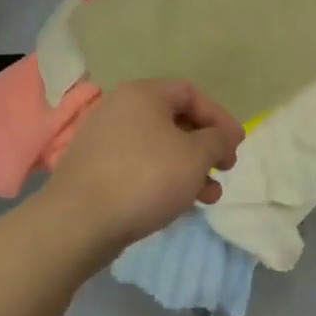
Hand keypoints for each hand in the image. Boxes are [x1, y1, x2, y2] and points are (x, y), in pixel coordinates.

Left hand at [43, 79, 244, 251]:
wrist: (78, 222)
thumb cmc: (145, 178)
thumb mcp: (195, 156)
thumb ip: (217, 140)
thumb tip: (222, 136)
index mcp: (143, 94)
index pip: (191, 93)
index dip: (220, 117)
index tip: (237, 145)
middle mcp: (120, 108)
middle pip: (174, 120)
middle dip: (205, 147)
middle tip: (224, 169)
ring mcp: (103, 139)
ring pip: (158, 147)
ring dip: (188, 168)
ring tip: (208, 197)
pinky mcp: (94, 169)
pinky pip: (138, 165)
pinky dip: (163, 178)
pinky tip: (176, 204)